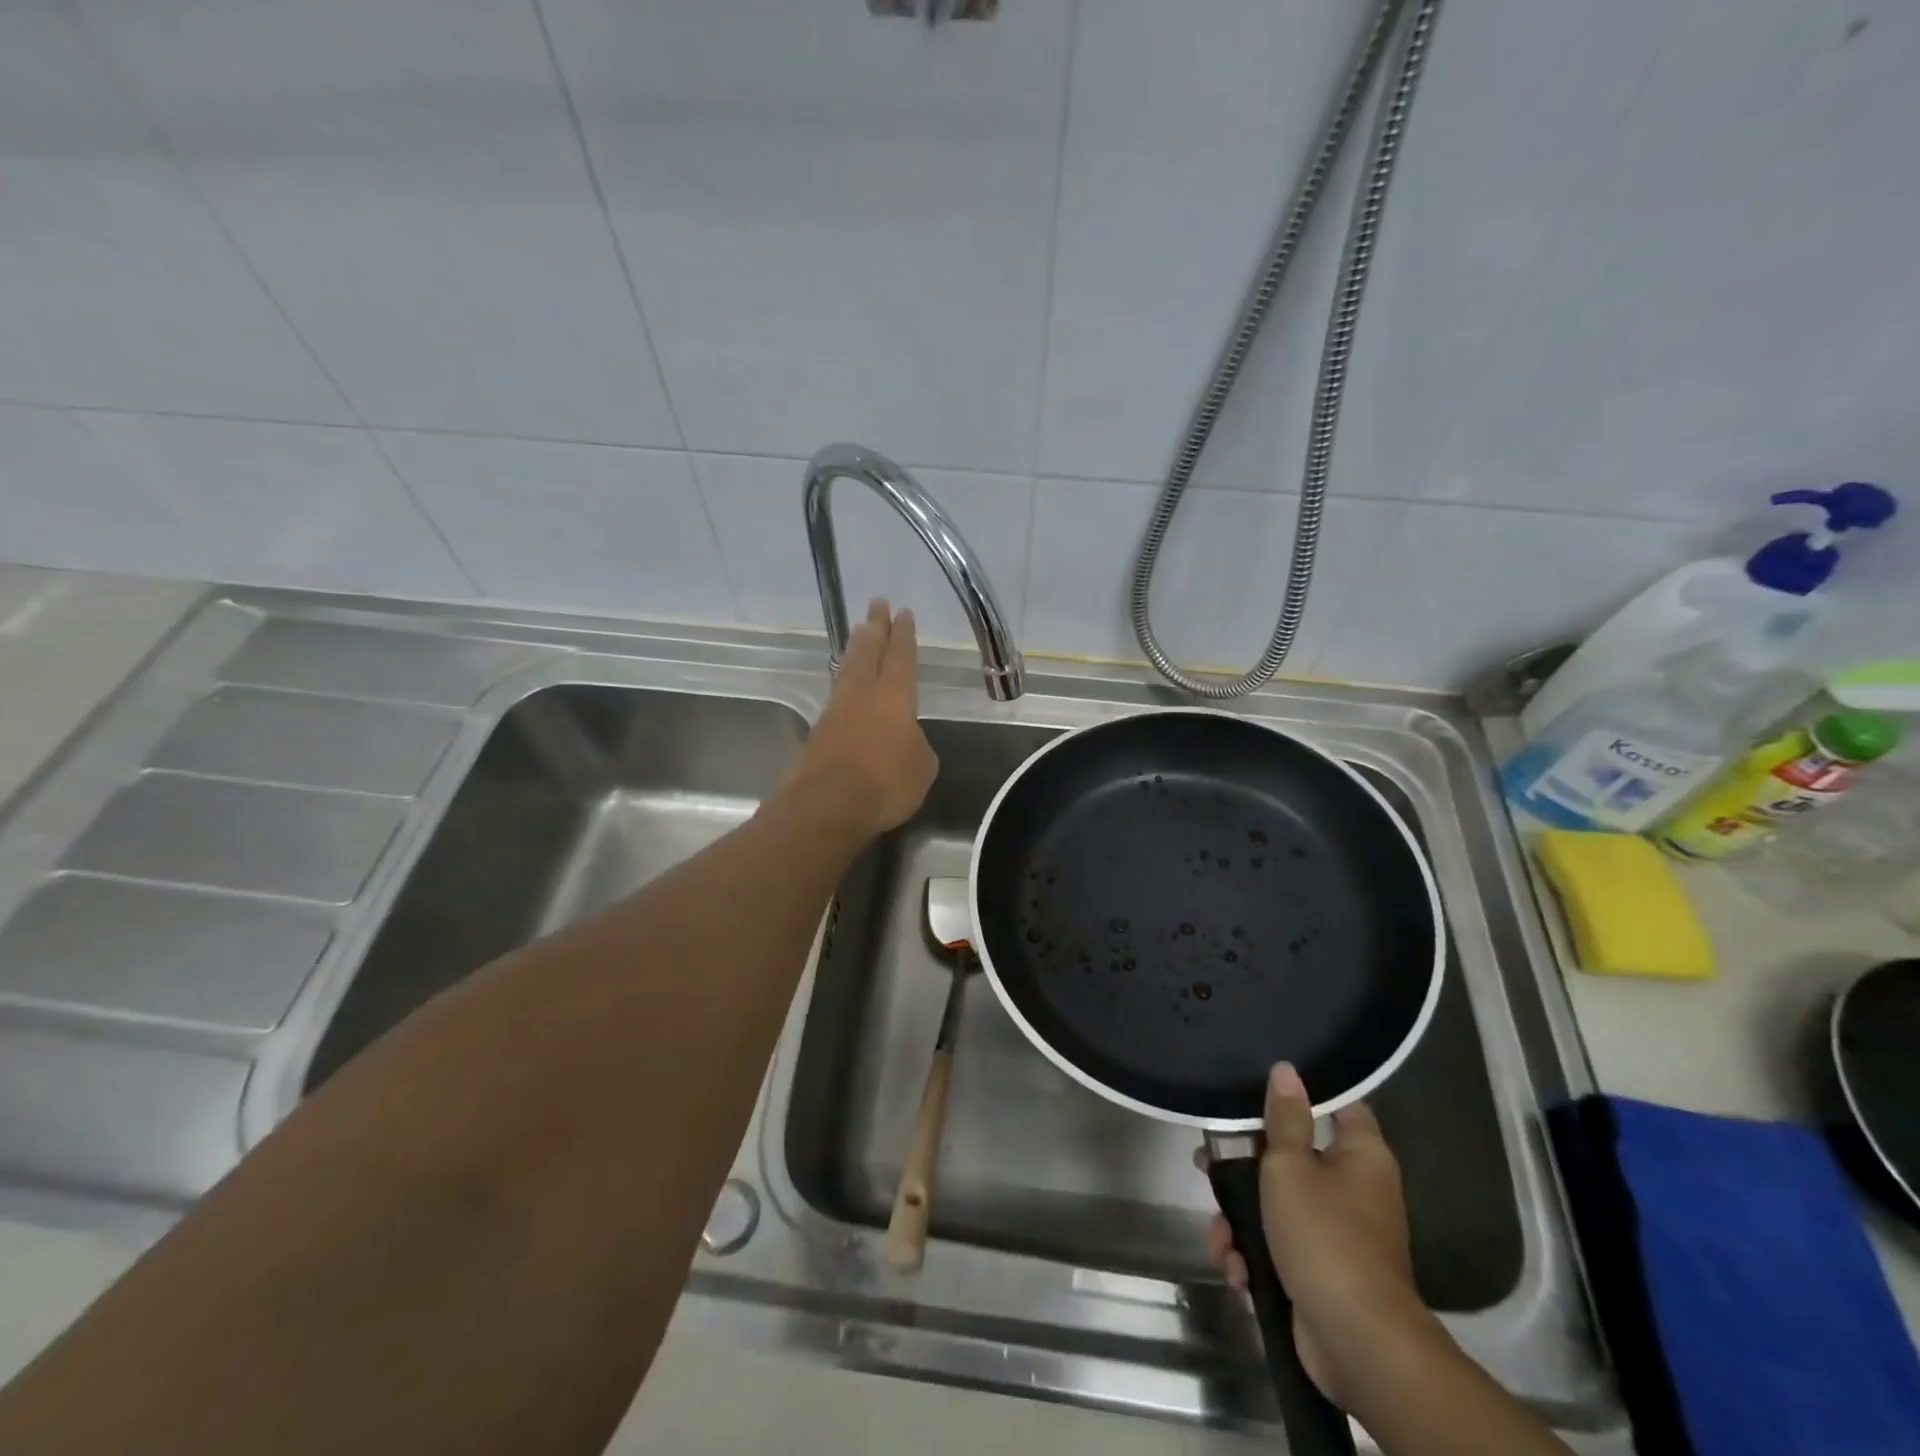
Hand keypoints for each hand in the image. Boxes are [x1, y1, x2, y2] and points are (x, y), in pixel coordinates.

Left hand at [788, 599, 937, 840]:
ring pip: (848, 670)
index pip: (901, 656)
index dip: (903, 635)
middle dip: (874, 627)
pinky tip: (847, 687)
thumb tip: (906, 742)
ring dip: (855, 648)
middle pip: (868, 652)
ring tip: (858, 632)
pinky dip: (844, 683)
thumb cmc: (886, 782)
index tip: (903, 612)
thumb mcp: (922, 767)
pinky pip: (837, 697)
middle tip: (876, 603)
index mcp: (895, 696)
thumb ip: (918, 747)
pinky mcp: (819, 733)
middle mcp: (863, 695)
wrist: (827, 805)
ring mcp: (837, 712)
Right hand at [1200, 1064, 1429, 1409]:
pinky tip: (1235, 1269)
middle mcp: (1356, 1189)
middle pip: (1292, 1157)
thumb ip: (1284, 1118)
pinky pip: (1281, 1248)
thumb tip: (1287, 1069)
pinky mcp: (1322, 1273)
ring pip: (1278, 1206)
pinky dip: (1254, 1257)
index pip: (1338, 1105)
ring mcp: (1339, 1234)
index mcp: (1361, 1155)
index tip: (1261, 1084)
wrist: (1357, 1343)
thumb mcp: (1290, 1166)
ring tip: (1218, 1236)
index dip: (1303, 1091)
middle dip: (1244, 1167)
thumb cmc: (1324, 1235)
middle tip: (1207, 1163)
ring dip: (1240, 1222)